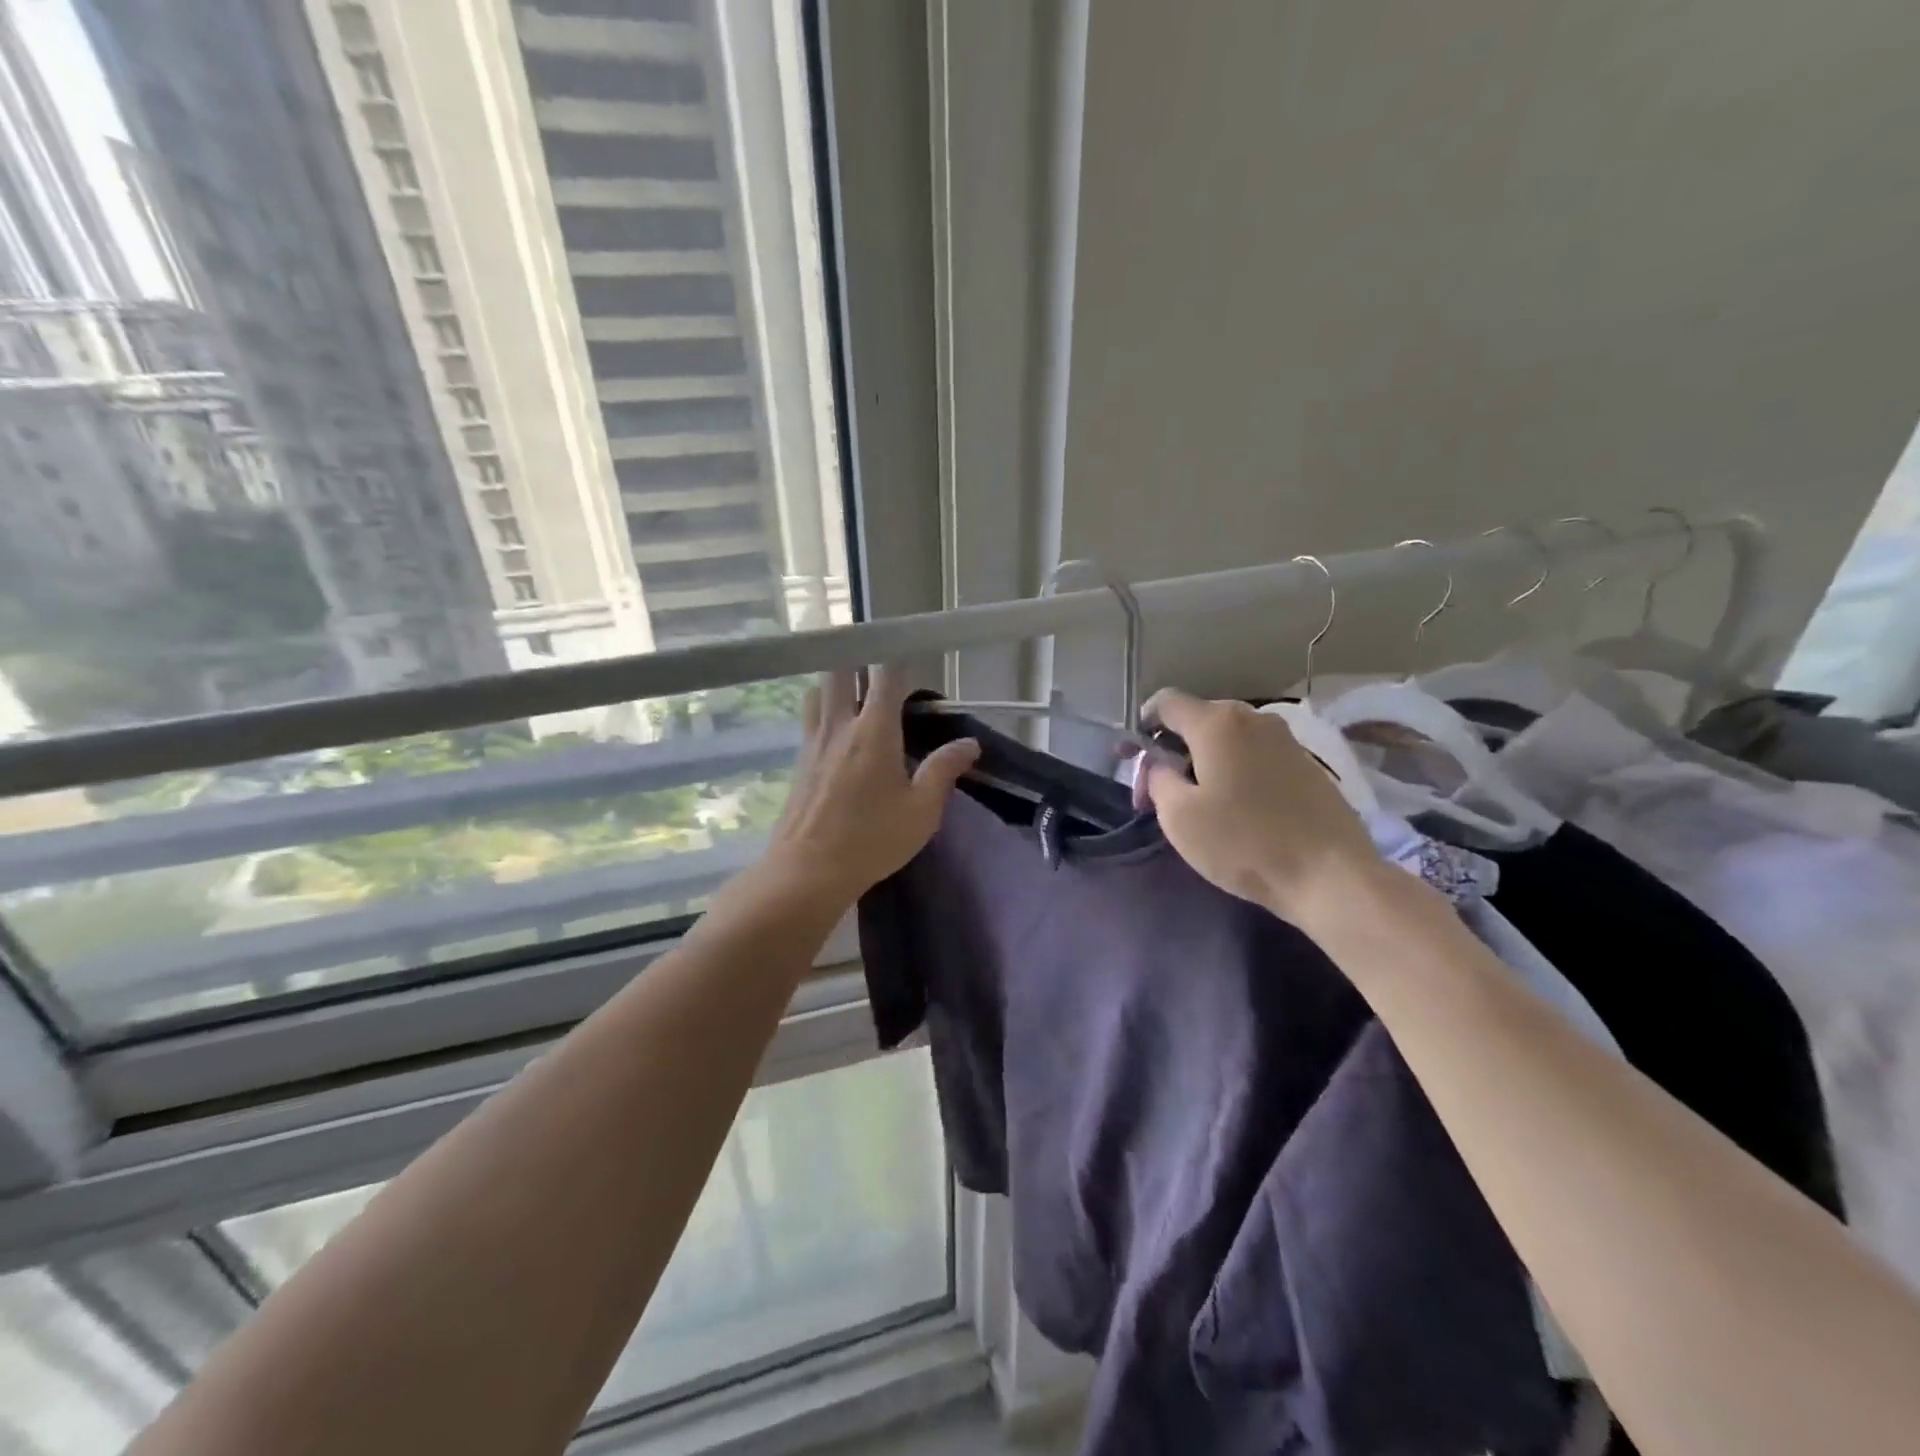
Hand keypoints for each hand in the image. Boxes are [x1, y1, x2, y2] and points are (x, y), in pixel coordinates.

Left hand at [764, 665, 978, 904]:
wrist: (807, 870)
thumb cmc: (871, 839)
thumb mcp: (921, 810)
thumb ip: (944, 770)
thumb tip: (969, 742)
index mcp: (874, 729)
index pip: (885, 674)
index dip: (898, 659)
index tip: (912, 658)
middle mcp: (839, 724)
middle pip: (839, 669)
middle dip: (858, 658)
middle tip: (879, 669)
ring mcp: (813, 740)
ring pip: (818, 690)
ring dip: (835, 682)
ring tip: (855, 695)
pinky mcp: (798, 760)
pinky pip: (809, 718)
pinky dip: (823, 709)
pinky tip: (838, 733)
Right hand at [1138, 689, 1388, 923]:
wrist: (1331, 875)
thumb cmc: (1244, 843)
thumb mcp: (1179, 816)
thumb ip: (1158, 779)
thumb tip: (1161, 765)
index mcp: (1217, 722)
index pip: (1166, 703)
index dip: (1142, 724)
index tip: (1132, 757)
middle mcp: (1254, 718)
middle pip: (1198, 720)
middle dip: (1172, 750)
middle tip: (1159, 793)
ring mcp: (1286, 740)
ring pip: (1229, 740)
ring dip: (1205, 762)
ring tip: (1198, 804)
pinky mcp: (1308, 765)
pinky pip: (1256, 756)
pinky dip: (1236, 772)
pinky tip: (1236, 809)